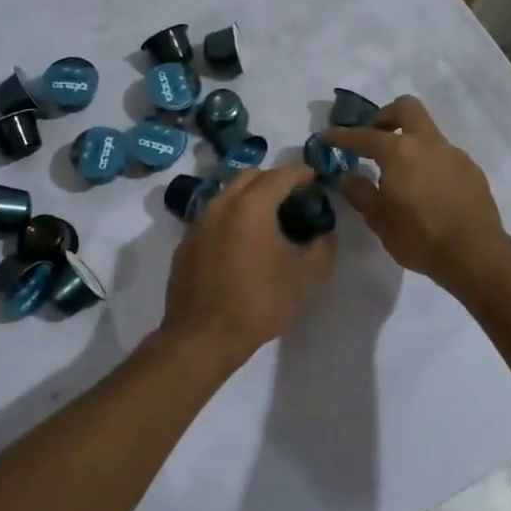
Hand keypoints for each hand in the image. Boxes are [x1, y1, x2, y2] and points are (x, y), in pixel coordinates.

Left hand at [160, 163, 333, 367]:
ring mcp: (198, 222)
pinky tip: (242, 241)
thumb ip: (322, 248)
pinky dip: (231, 217)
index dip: (302, 173)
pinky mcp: (186, 242)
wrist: (202, 337)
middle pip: (250, 176)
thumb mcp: (305, 278)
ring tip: (269, 217)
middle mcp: (221, 203)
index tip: (316, 178)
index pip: (281, 175)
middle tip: (294, 196)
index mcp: (251, 205)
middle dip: (274, 180)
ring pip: (228, 194)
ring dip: (250, 196)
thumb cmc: (258, 303)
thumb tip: (324, 234)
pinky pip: (213, 216)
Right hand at [325, 95, 510, 293]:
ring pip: (427, 132)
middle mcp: (427, 143)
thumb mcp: (379, 219)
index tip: (328, 136)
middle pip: (406, 108)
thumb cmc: (419, 236)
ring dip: (410, 142)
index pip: (364, 135)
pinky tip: (427, 190)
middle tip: (374, 136)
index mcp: (399, 151)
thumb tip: (347, 176)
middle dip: (385, 116)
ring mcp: (453, 154)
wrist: (475, 254)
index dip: (342, 136)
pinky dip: (429, 162)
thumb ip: (360, 192)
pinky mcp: (471, 170)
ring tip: (400, 173)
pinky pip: (444, 155)